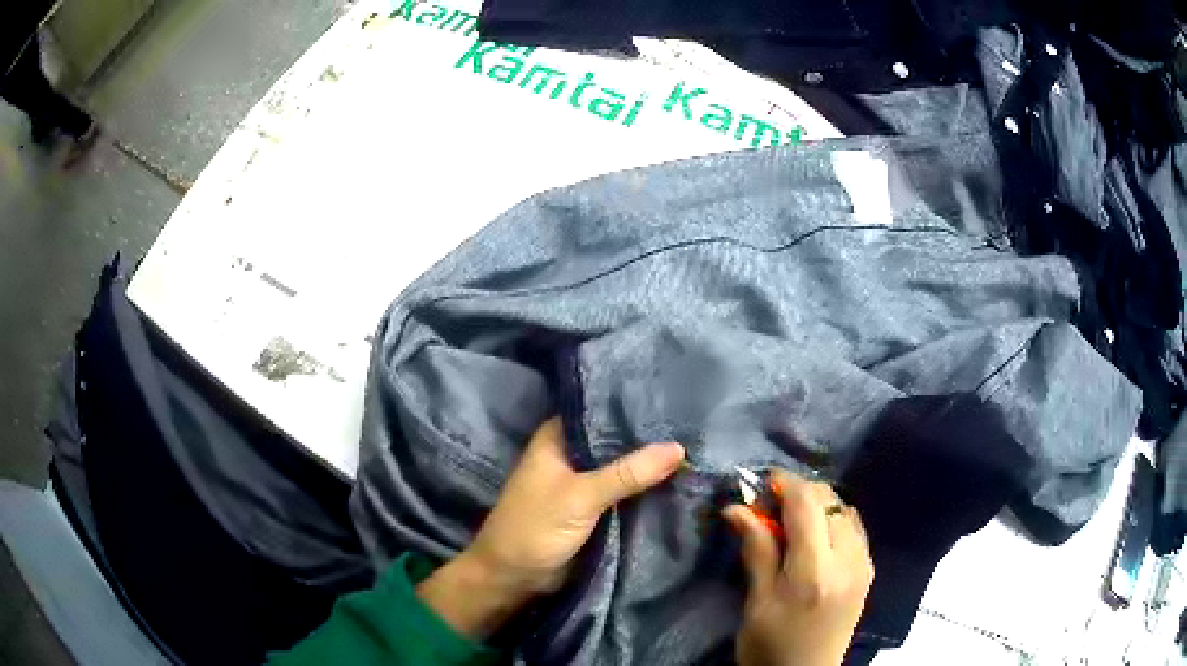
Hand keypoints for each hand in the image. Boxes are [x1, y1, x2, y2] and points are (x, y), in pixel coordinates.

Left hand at [418, 417, 684, 638]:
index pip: (601, 411)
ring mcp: (583, 482)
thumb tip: (678, 448)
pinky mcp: (593, 508)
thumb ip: (628, 473)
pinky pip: (624, 493)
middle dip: (649, 440)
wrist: (514, 577)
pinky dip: (645, 490)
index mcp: (558, 438)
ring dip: (650, 467)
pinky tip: (680, 481)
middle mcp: (571, 454)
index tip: (676, 402)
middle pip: (616, 441)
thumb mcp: (582, 496)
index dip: (635, 408)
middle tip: (696, 428)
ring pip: (623, 468)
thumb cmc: (536, 527)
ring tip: (699, 449)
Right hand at [724, 471, 873, 665]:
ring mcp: (863, 563)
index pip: (807, 503)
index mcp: (815, 571)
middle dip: (799, 493)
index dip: (784, 483)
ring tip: (790, 523)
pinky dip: (833, 520)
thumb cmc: (771, 646)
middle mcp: (848, 559)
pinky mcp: (868, 569)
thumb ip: (756, 550)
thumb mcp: (757, 602)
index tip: (759, 483)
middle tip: (769, 507)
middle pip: (829, 500)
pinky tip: (814, 538)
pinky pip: (854, 527)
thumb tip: (737, 507)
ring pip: (844, 509)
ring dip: (817, 505)